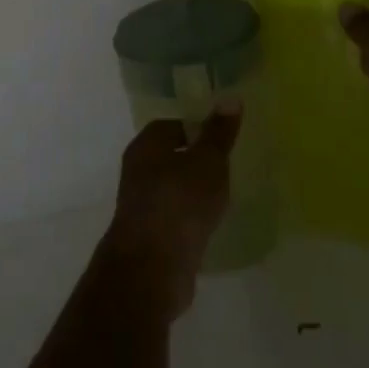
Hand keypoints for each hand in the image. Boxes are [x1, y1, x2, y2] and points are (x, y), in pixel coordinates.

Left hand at [104, 107, 239, 317]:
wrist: (152, 269)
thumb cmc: (180, 202)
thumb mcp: (208, 162)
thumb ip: (219, 133)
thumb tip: (230, 98)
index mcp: (146, 145)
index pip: (172, 125)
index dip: (197, 128)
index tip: (223, 138)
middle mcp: (138, 171)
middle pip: (170, 156)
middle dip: (197, 160)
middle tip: (228, 165)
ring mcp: (141, 205)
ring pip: (172, 189)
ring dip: (194, 191)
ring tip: (224, 195)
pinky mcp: (150, 236)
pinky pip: (175, 217)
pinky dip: (191, 217)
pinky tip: (211, 224)